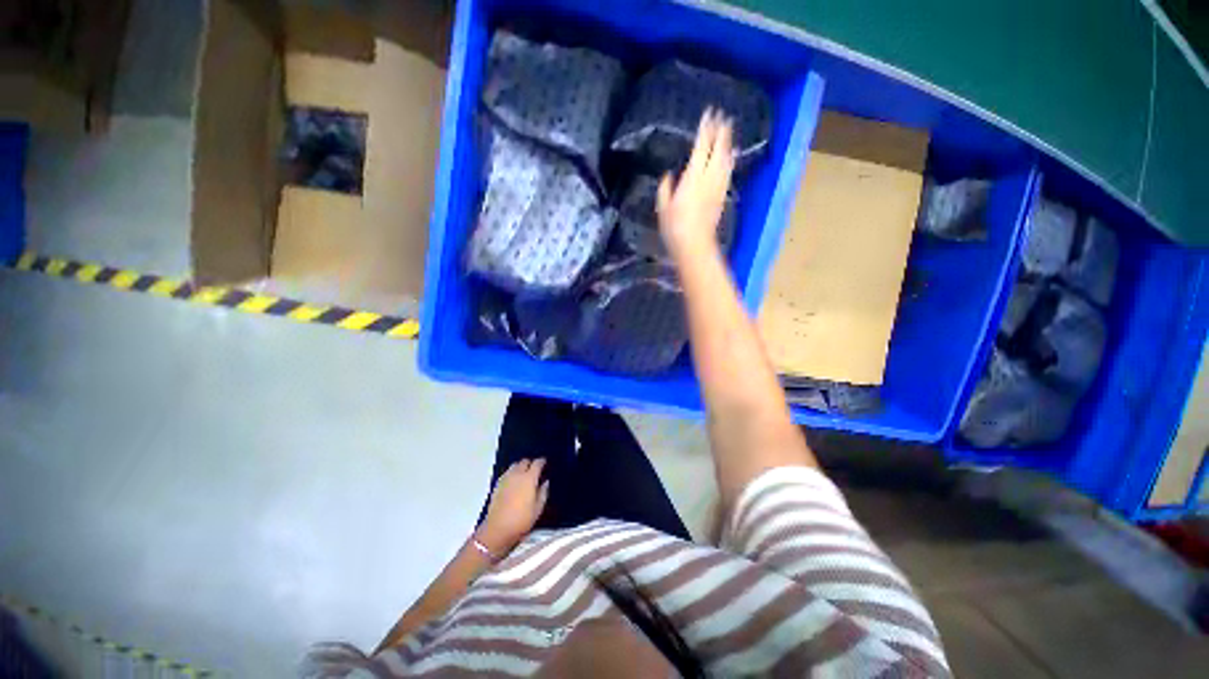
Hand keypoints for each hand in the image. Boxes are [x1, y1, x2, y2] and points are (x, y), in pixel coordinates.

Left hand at [476, 459, 548, 554]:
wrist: (497, 529)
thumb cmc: (521, 520)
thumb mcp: (538, 509)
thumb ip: (543, 493)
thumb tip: (545, 482)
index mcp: (529, 478)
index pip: (537, 463)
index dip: (542, 461)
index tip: (545, 463)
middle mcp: (517, 474)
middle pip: (524, 461)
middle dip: (530, 463)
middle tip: (535, 470)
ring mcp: (506, 478)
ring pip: (514, 465)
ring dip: (520, 467)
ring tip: (524, 474)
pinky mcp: (497, 484)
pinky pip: (507, 472)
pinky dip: (512, 473)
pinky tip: (514, 481)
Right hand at [657, 108, 735, 258]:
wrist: (695, 245)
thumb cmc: (674, 227)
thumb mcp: (663, 207)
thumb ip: (665, 188)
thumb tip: (669, 175)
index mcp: (692, 177)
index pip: (701, 147)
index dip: (705, 129)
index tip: (708, 114)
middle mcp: (708, 178)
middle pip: (717, 149)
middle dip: (720, 131)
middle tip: (722, 115)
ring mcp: (717, 187)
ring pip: (725, 159)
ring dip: (727, 143)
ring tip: (729, 130)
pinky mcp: (722, 196)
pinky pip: (727, 172)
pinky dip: (730, 160)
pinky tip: (732, 155)